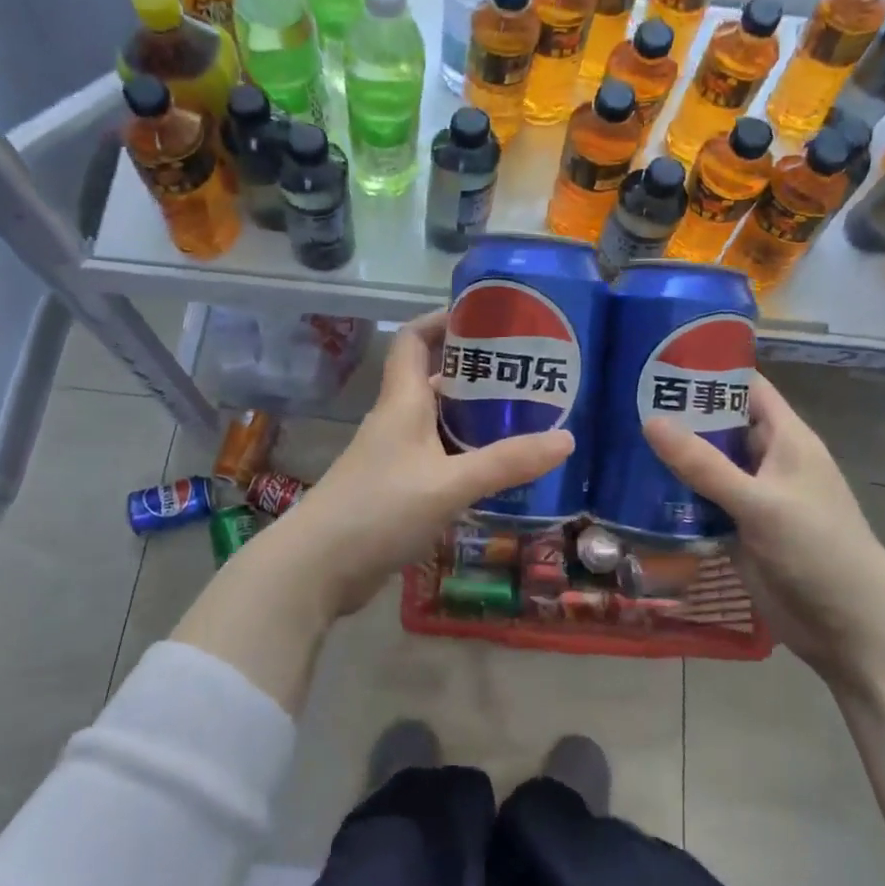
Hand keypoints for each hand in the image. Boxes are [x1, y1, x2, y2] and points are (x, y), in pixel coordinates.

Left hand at [282, 311, 573, 618]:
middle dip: (477, 374)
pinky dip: (465, 457)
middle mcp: (396, 421)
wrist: (317, 567)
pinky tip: (495, 472)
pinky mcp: (395, 490)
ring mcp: (393, 457)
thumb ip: (506, 463)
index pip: (414, 339)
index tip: (484, 317)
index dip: (442, 320)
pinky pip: (437, 460)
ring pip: (439, 424)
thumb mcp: (449, 484)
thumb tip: (567, 438)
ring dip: (474, 420)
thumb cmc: (379, 509)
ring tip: (525, 421)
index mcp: (402, 401)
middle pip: (434, 380)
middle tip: (527, 376)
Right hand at [643, 374, 884, 679]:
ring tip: (618, 441)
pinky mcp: (738, 531)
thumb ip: (704, 464)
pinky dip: (674, 499)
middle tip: (622, 403)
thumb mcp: (760, 502)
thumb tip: (650, 420)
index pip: (747, 389)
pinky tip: (635, 493)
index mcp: (786, 439)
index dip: (710, 371)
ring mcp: (751, 498)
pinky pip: (701, 505)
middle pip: (719, 426)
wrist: (850, 628)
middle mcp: (767, 461)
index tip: (659, 361)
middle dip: (678, 416)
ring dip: (672, 459)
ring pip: (706, 467)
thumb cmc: (817, 549)